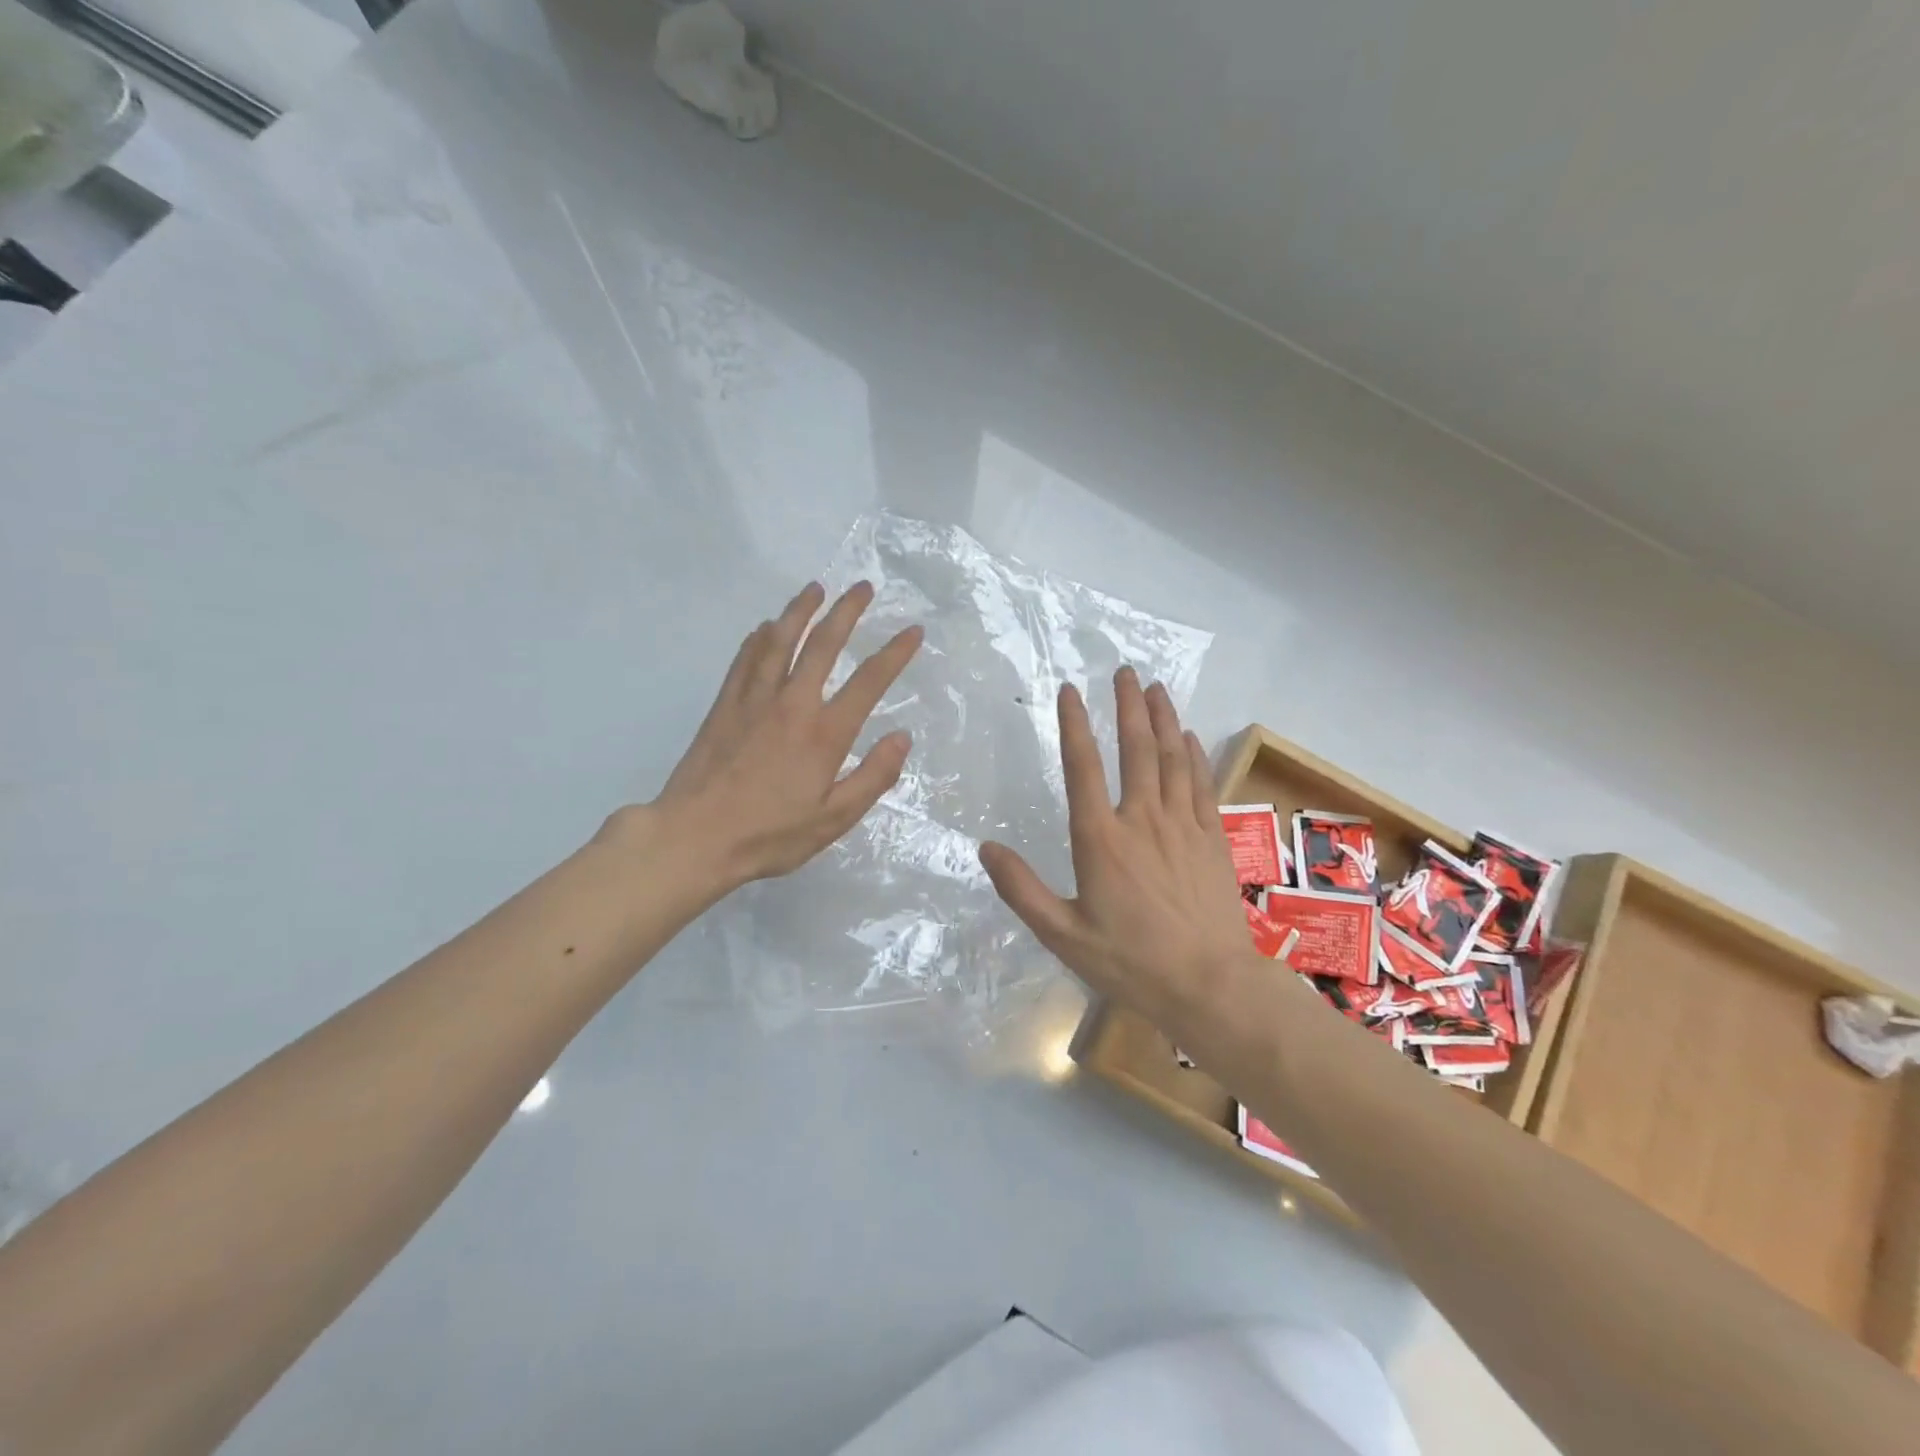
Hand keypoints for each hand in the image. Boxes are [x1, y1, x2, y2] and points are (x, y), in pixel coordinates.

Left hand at [601, 581, 921, 894]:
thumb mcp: (834, 819)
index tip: (913, 630)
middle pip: (823, 645)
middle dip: (847, 612)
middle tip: (863, 587)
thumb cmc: (770, 834)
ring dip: (801, 610)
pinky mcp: (725, 705)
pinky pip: (745, 659)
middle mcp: (792, 704)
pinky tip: (765, 626)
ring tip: (815, 588)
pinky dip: (759, 637)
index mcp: (824, 734)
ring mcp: (754, 700)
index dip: (894, 653)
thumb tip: (902, 737)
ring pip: (780, 641)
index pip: (869, 682)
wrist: (695, 837)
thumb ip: (873, 777)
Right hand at [979, 668, 1253, 1038]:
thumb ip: (1021, 889)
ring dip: (1163, 719)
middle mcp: (1142, 820)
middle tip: (1124, 670)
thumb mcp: (1062, 934)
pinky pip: (1202, 785)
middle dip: (1128, 706)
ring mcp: (1183, 826)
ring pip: (1172, 758)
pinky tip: (1188, 737)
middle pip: (1135, 749)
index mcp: (1101, 839)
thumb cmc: (1130, 962)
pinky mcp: (1211, 840)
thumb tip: (986, 848)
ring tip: (1156, 688)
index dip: (1074, 725)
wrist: (1210, 985)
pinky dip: (1193, 755)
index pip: (1083, 768)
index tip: (1070, 690)